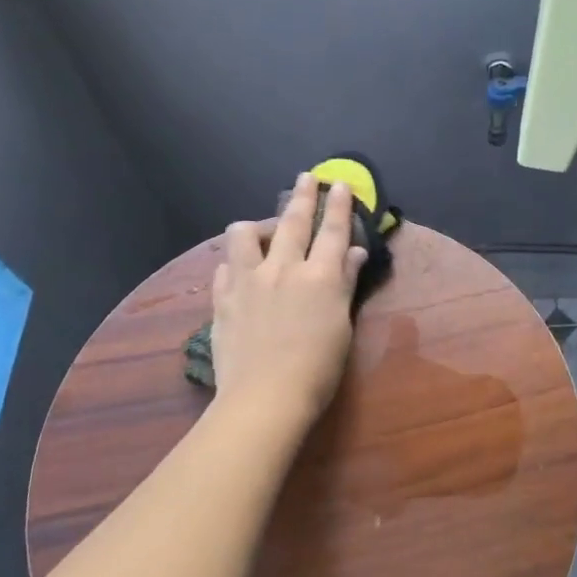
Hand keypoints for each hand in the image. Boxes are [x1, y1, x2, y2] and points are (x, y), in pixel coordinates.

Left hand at [209, 173, 369, 428]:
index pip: (332, 230)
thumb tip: (353, 253)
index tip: (339, 183)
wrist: (264, 399)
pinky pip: (225, 266)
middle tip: (306, 177)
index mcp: (319, 276)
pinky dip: (235, 262)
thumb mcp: (341, 325)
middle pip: (292, 221)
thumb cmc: (317, 369)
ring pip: (244, 234)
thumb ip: (344, 283)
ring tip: (263, 233)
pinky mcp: (223, 299)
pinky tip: (240, 271)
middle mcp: (282, 268)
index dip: (338, 204)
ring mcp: (248, 281)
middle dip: (303, 195)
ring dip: (255, 226)